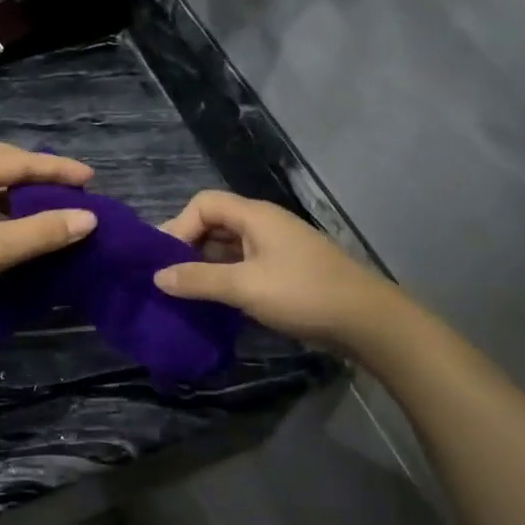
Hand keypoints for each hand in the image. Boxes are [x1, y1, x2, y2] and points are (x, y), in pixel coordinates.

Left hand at [0, 144, 96, 328]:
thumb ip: (42, 231)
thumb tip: (88, 218)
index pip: (20, 161)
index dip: (58, 169)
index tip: (92, 179)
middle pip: (0, 163)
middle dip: (36, 173)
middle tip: (71, 187)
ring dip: (16, 192)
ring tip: (46, 207)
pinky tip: (8, 229)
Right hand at [155, 190, 396, 352]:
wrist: (367, 320)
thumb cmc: (303, 294)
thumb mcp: (244, 287)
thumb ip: (198, 280)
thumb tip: (157, 277)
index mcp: (255, 215)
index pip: (203, 204)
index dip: (179, 226)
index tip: (165, 260)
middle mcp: (265, 223)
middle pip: (215, 222)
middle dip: (188, 245)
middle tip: (168, 277)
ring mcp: (277, 247)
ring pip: (229, 245)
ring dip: (206, 263)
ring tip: (186, 291)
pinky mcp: (286, 270)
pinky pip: (244, 263)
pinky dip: (225, 276)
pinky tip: (216, 300)